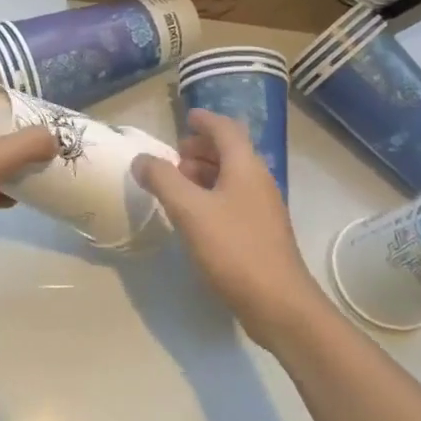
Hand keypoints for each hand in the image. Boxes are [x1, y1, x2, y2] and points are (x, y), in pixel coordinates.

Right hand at [133, 109, 325, 351]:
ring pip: (232, 178)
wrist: (278, 303)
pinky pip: (234, 200)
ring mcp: (263, 209)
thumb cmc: (233, 249)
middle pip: (231, 152)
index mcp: (245, 167)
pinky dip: (212, 195)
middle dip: (202, 148)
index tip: (186, 117)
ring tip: (178, 183)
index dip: (206, 120)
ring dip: (205, 173)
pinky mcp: (261, 234)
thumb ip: (162, 180)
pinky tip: (194, 215)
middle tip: (174, 154)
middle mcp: (258, 181)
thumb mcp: (189, 210)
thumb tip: (142, 159)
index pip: (226, 129)